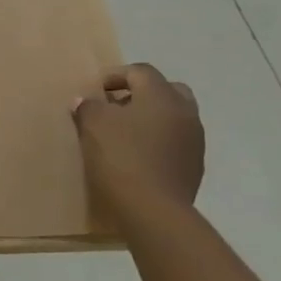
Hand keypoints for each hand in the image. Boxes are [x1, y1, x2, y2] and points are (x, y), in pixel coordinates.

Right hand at [73, 63, 204, 216]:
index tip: (95, 90)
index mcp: (162, 96)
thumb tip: (86, 101)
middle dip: (141, 93)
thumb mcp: (93, 125)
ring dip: (151, 118)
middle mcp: (185, 112)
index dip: (115, 75)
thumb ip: (88, 107)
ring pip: (174, 117)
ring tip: (125, 133)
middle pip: (166, 89)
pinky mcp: (194, 165)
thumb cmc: (121, 156)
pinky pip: (176, 141)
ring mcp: (195, 140)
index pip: (141, 71)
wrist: (153, 209)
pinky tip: (138, 156)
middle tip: (116, 106)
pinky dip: (158, 140)